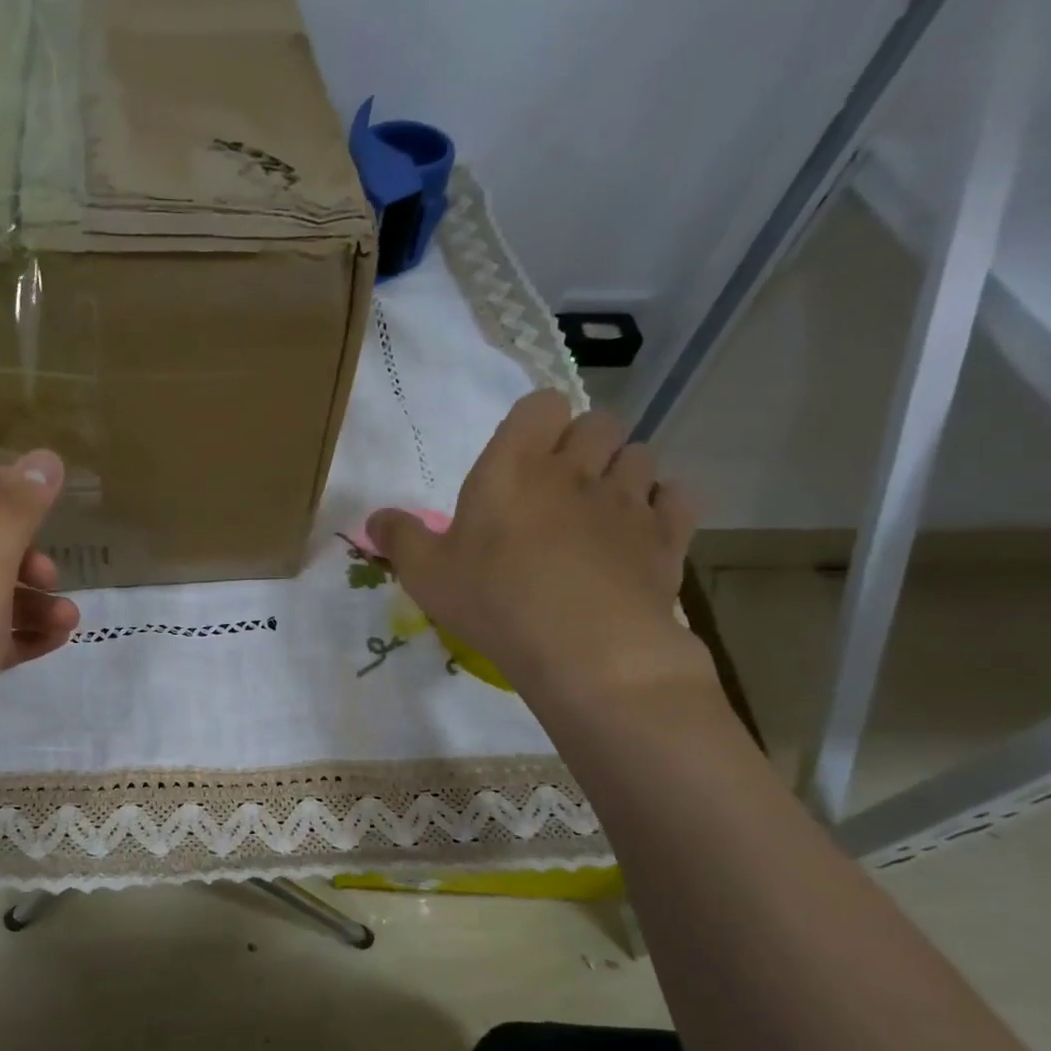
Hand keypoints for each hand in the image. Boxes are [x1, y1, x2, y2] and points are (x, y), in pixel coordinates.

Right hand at [366, 391, 712, 720]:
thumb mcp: (426, 574)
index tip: (519, 457)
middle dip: (582, 443)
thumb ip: (399, 538)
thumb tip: (374, 517)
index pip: (540, 405)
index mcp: (514, 466)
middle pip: (598, 422)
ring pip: (640, 455)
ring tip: (598, 510)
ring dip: (621, 472)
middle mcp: (577, 469)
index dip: (534, 423)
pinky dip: (661, 506)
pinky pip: (675, 497)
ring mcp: (628, 499)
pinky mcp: (666, 536)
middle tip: (557, 486)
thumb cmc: (493, 600)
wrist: (583, 646)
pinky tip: (639, 532)